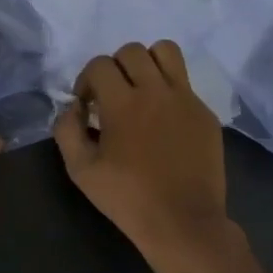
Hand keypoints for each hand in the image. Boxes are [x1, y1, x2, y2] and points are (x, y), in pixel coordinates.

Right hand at [53, 40, 236, 267]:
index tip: (87, 105)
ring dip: (147, 63)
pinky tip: (163, 120)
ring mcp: (186, 99)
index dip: (86, 80)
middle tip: (112, 96)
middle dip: (115, 67)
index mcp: (122, 102)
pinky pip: (185, 83)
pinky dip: (169, 90)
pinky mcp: (205, 113)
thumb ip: (67, 130)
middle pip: (132, 51)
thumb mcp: (81, 170)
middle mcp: (156, 90)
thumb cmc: (127, 198)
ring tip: (141, 90)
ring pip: (166, 51)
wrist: (182, 222)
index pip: (100, 64)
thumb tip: (72, 107)